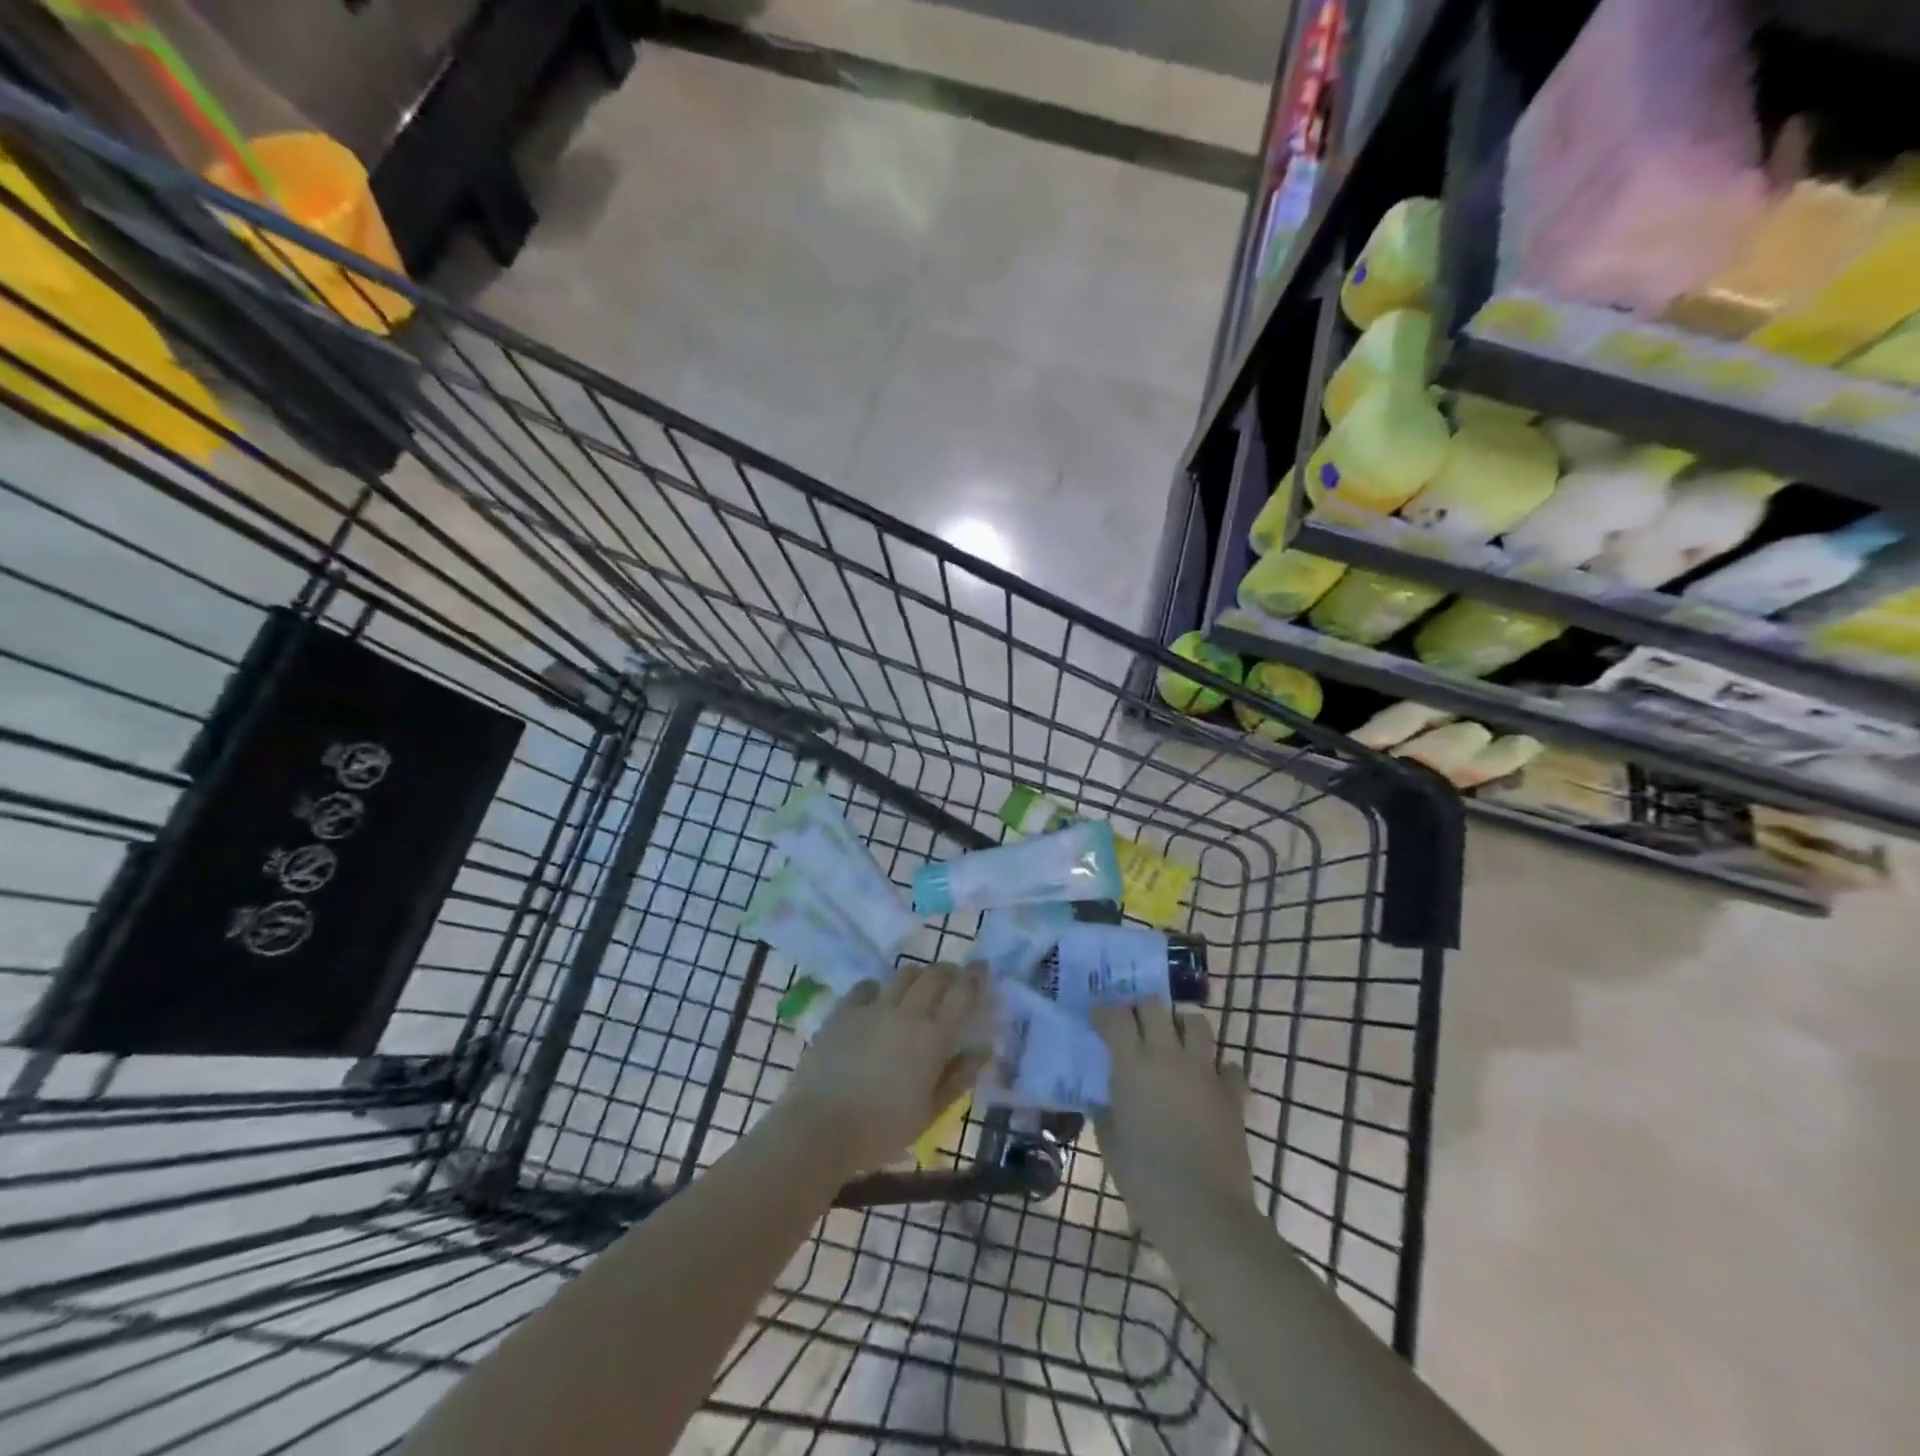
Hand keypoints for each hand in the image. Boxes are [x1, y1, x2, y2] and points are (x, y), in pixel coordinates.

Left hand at [775, 962, 988, 1176]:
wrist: (820, 1127)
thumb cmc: (882, 1130)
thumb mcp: (929, 1113)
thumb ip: (958, 1077)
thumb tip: (983, 1050)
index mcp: (933, 1037)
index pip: (962, 993)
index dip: (975, 977)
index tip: (982, 968)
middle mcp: (906, 1012)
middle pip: (934, 975)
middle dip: (948, 972)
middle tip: (953, 979)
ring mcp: (872, 1007)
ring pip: (903, 974)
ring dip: (917, 976)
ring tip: (919, 988)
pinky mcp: (844, 1010)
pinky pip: (867, 986)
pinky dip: (879, 988)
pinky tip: (878, 1001)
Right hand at [1090, 1003, 1256, 1244]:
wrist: (1202, 1210)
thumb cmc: (1145, 1178)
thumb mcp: (1110, 1143)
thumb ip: (1106, 1111)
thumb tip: (1106, 1098)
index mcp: (1132, 1065)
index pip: (1116, 1016)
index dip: (1104, 1013)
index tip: (1099, 1020)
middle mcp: (1168, 1056)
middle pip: (1155, 1005)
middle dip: (1141, 1009)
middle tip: (1135, 1025)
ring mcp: (1204, 1071)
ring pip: (1196, 1022)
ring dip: (1182, 1026)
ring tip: (1175, 1043)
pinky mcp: (1232, 1092)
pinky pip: (1228, 1066)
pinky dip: (1218, 1069)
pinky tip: (1209, 1083)